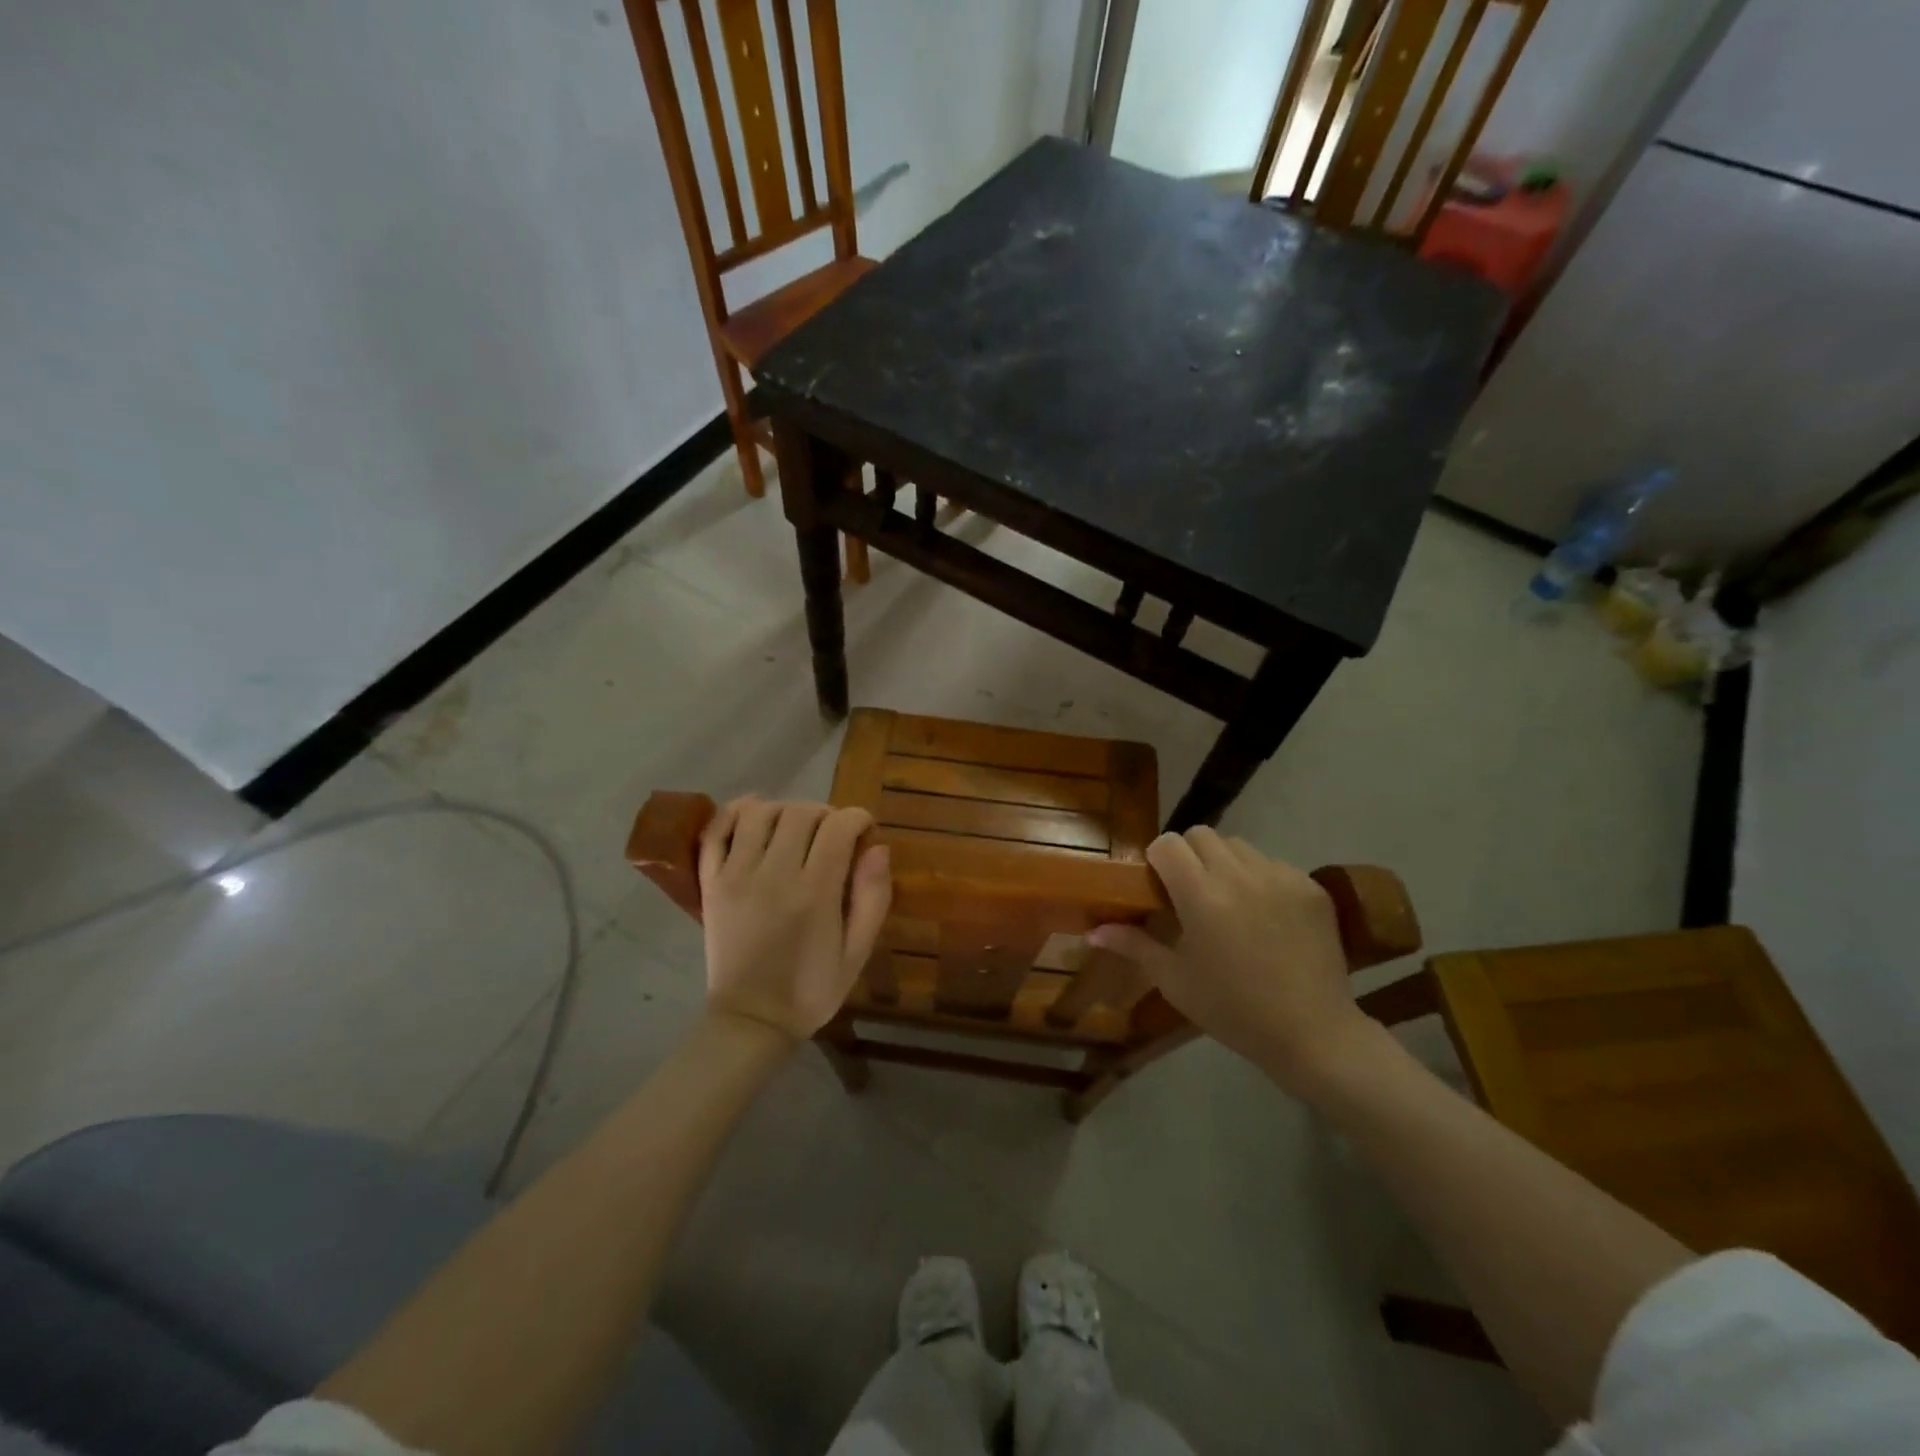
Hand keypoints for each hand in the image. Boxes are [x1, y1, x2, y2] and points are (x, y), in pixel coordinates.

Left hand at [698, 798, 892, 1043]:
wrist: (751, 1020)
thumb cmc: (811, 989)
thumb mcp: (858, 952)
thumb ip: (873, 898)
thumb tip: (878, 847)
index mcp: (815, 893)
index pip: (839, 827)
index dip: (858, 818)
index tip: (865, 830)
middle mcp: (774, 875)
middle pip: (800, 813)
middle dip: (825, 813)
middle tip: (833, 833)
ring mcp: (736, 876)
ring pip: (759, 812)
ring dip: (784, 810)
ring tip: (795, 829)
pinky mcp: (711, 883)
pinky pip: (715, 831)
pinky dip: (735, 813)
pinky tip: (754, 818)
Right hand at [1088, 828, 1372, 1093]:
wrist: (1312, 1034)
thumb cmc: (1232, 1010)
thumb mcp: (1175, 980)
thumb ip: (1133, 945)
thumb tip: (1093, 932)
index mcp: (1201, 896)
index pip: (1169, 844)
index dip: (1158, 860)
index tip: (1160, 887)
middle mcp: (1240, 875)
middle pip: (1202, 836)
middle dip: (1189, 856)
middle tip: (1191, 893)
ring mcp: (1280, 877)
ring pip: (1239, 846)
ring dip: (1225, 864)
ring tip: (1230, 902)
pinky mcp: (1310, 887)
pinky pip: (1273, 865)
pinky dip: (1260, 879)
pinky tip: (1265, 916)